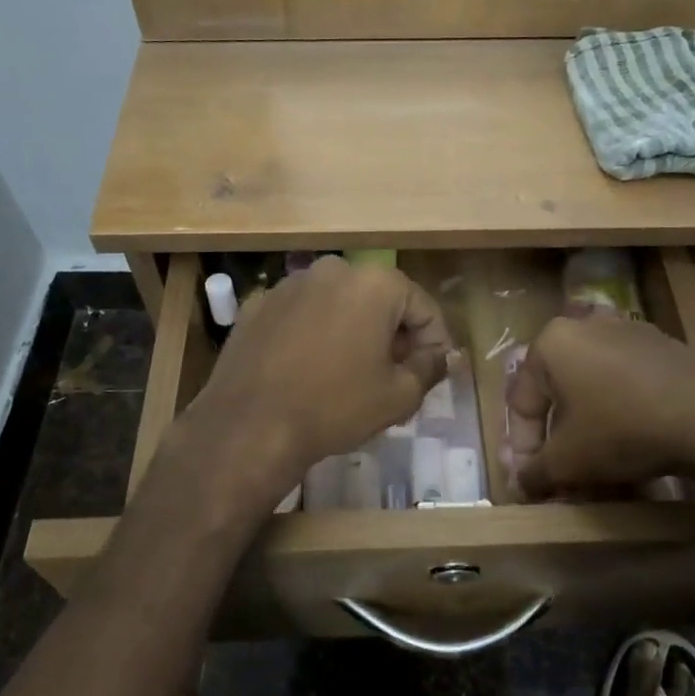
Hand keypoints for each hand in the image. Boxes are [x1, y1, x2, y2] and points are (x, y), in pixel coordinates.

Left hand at [178, 257, 451, 512]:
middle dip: (394, 333)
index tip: (433, 372)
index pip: (423, 307)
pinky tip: (309, 369)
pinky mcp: (258, 304)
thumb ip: (431, 367)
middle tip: (396, 374)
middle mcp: (333, 269)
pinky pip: (302, 314)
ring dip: (354, 330)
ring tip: (352, 373)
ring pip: (339, 303)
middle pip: (380, 299)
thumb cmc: (335, 406)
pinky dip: (315, 333)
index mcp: (375, 283)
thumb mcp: (398, 395)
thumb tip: (445, 356)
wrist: (249, 425)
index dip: (435, 342)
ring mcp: (290, 283)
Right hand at [506, 315, 694, 499]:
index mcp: (551, 343)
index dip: (522, 448)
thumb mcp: (568, 461)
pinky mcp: (664, 346)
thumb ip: (535, 472)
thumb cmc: (622, 430)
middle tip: (564, 476)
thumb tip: (522, 482)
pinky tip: (633, 447)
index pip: (522, 402)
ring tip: (600, 469)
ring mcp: (629, 331)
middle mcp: (585, 326)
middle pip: (560, 394)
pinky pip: (627, 384)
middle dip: (559, 440)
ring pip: (594, 389)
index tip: (531, 481)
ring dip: (590, 430)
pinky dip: (621, 414)